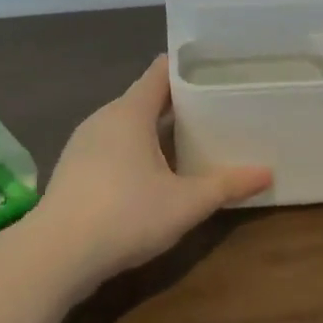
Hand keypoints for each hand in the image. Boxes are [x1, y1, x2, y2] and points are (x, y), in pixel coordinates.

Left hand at [31, 56, 271, 282]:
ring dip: (155, 129)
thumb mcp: (186, 203)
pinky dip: (135, 150)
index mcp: (130, 112)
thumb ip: (226, 185)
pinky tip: (153, 173)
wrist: (55, 256)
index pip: (161, 72)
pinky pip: (111, 146)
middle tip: (216, 108)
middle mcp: (103, 118)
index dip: (188, 66)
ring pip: (126, 125)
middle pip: (145, 97)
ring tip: (190, 139)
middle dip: (178, 102)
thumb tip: (267, 173)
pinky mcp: (73, 170)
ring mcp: (83, 144)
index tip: (217, 67)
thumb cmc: (126, 215)